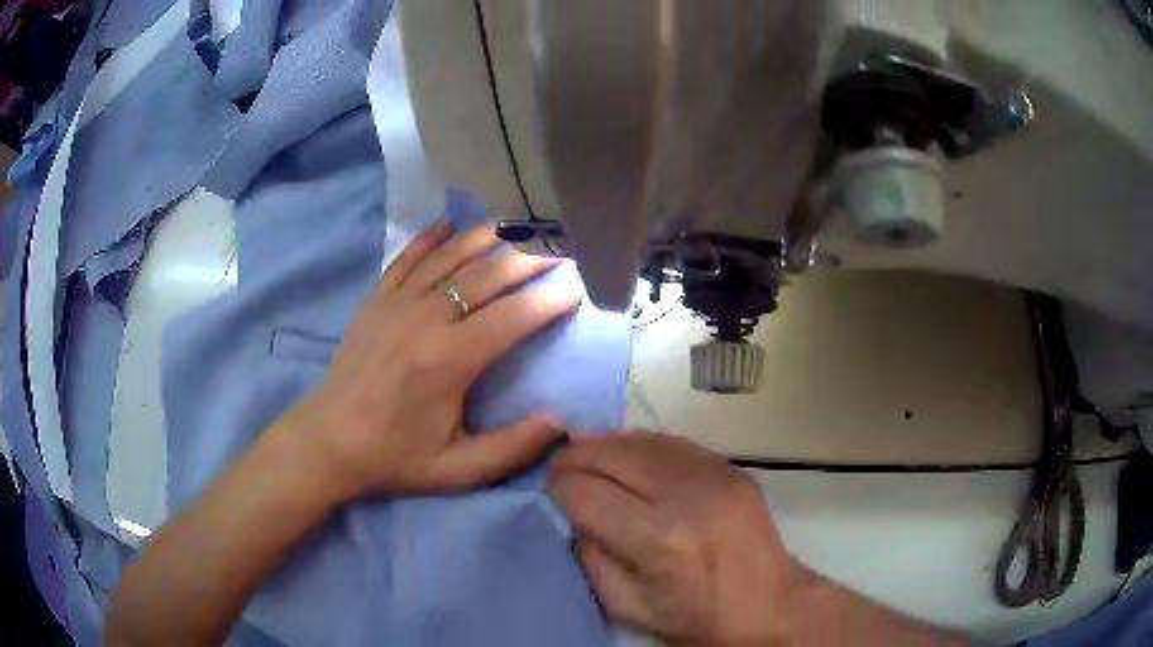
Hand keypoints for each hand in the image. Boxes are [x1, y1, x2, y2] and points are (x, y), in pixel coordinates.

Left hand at [288, 220, 579, 500]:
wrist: (329, 441)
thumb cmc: (394, 457)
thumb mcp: (457, 470)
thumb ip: (512, 449)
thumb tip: (560, 422)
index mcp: (448, 361)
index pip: (513, 317)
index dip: (550, 299)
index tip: (578, 286)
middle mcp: (424, 319)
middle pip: (487, 275)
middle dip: (530, 258)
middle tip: (561, 247)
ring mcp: (396, 303)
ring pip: (450, 256)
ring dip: (488, 238)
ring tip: (519, 226)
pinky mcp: (376, 300)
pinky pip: (408, 257)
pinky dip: (431, 237)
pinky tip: (450, 224)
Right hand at [549, 433, 803, 644]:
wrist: (769, 606)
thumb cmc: (695, 618)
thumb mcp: (627, 606)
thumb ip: (591, 557)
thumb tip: (575, 514)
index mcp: (658, 541)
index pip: (586, 492)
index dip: (560, 488)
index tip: (553, 492)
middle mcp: (686, 497)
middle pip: (611, 455)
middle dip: (576, 457)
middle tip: (561, 467)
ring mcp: (715, 475)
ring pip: (641, 440)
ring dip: (607, 445)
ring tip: (590, 457)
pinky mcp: (732, 467)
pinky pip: (673, 442)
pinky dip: (642, 446)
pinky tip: (630, 457)